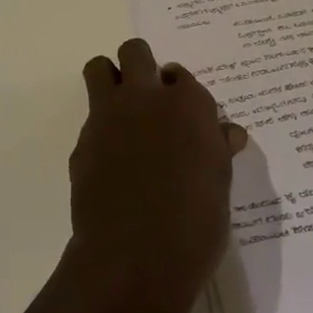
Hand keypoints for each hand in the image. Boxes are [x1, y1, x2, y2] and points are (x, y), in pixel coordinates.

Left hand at [65, 39, 247, 312]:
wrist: (134, 260)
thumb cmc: (194, 227)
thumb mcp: (219, 187)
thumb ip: (218, 149)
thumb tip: (227, 132)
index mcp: (189, 105)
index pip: (182, 76)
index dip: (179, 91)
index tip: (181, 111)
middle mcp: (147, 97)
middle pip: (136, 52)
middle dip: (141, 66)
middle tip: (148, 98)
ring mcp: (111, 115)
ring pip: (100, 67)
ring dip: (109, 79)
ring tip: (121, 110)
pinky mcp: (84, 140)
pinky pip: (90, 117)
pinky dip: (100, 129)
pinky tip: (111, 160)